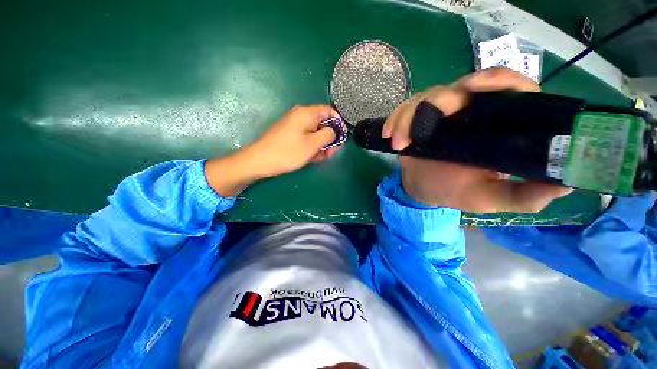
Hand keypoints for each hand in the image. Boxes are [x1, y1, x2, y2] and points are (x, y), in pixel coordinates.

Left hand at [242, 105, 339, 178]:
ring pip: (315, 133)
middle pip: (322, 123)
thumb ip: (328, 135)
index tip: (342, 137)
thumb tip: (334, 131)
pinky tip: (312, 157)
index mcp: (307, 113)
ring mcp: (294, 125)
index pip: (329, 111)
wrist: (260, 160)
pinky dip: (311, 146)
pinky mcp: (290, 135)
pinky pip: (306, 138)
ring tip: (321, 157)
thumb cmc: (288, 151)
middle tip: (331, 152)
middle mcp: (301, 115)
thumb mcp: (313, 144)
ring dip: (321, 145)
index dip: (339, 123)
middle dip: (329, 138)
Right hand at [383, 68, 572, 212]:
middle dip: (440, 100)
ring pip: (425, 97)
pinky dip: (395, 120)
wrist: (423, 191)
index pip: (509, 88)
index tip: (477, 87)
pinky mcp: (416, 119)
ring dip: (409, 118)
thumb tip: (566, 183)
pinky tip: (390, 136)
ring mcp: (440, 113)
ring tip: (401, 143)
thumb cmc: (456, 192)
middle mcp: (470, 111)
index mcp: (497, 124)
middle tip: (428, 120)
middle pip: (460, 85)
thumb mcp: (491, 198)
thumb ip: (525, 196)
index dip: (497, 79)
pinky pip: (404, 110)